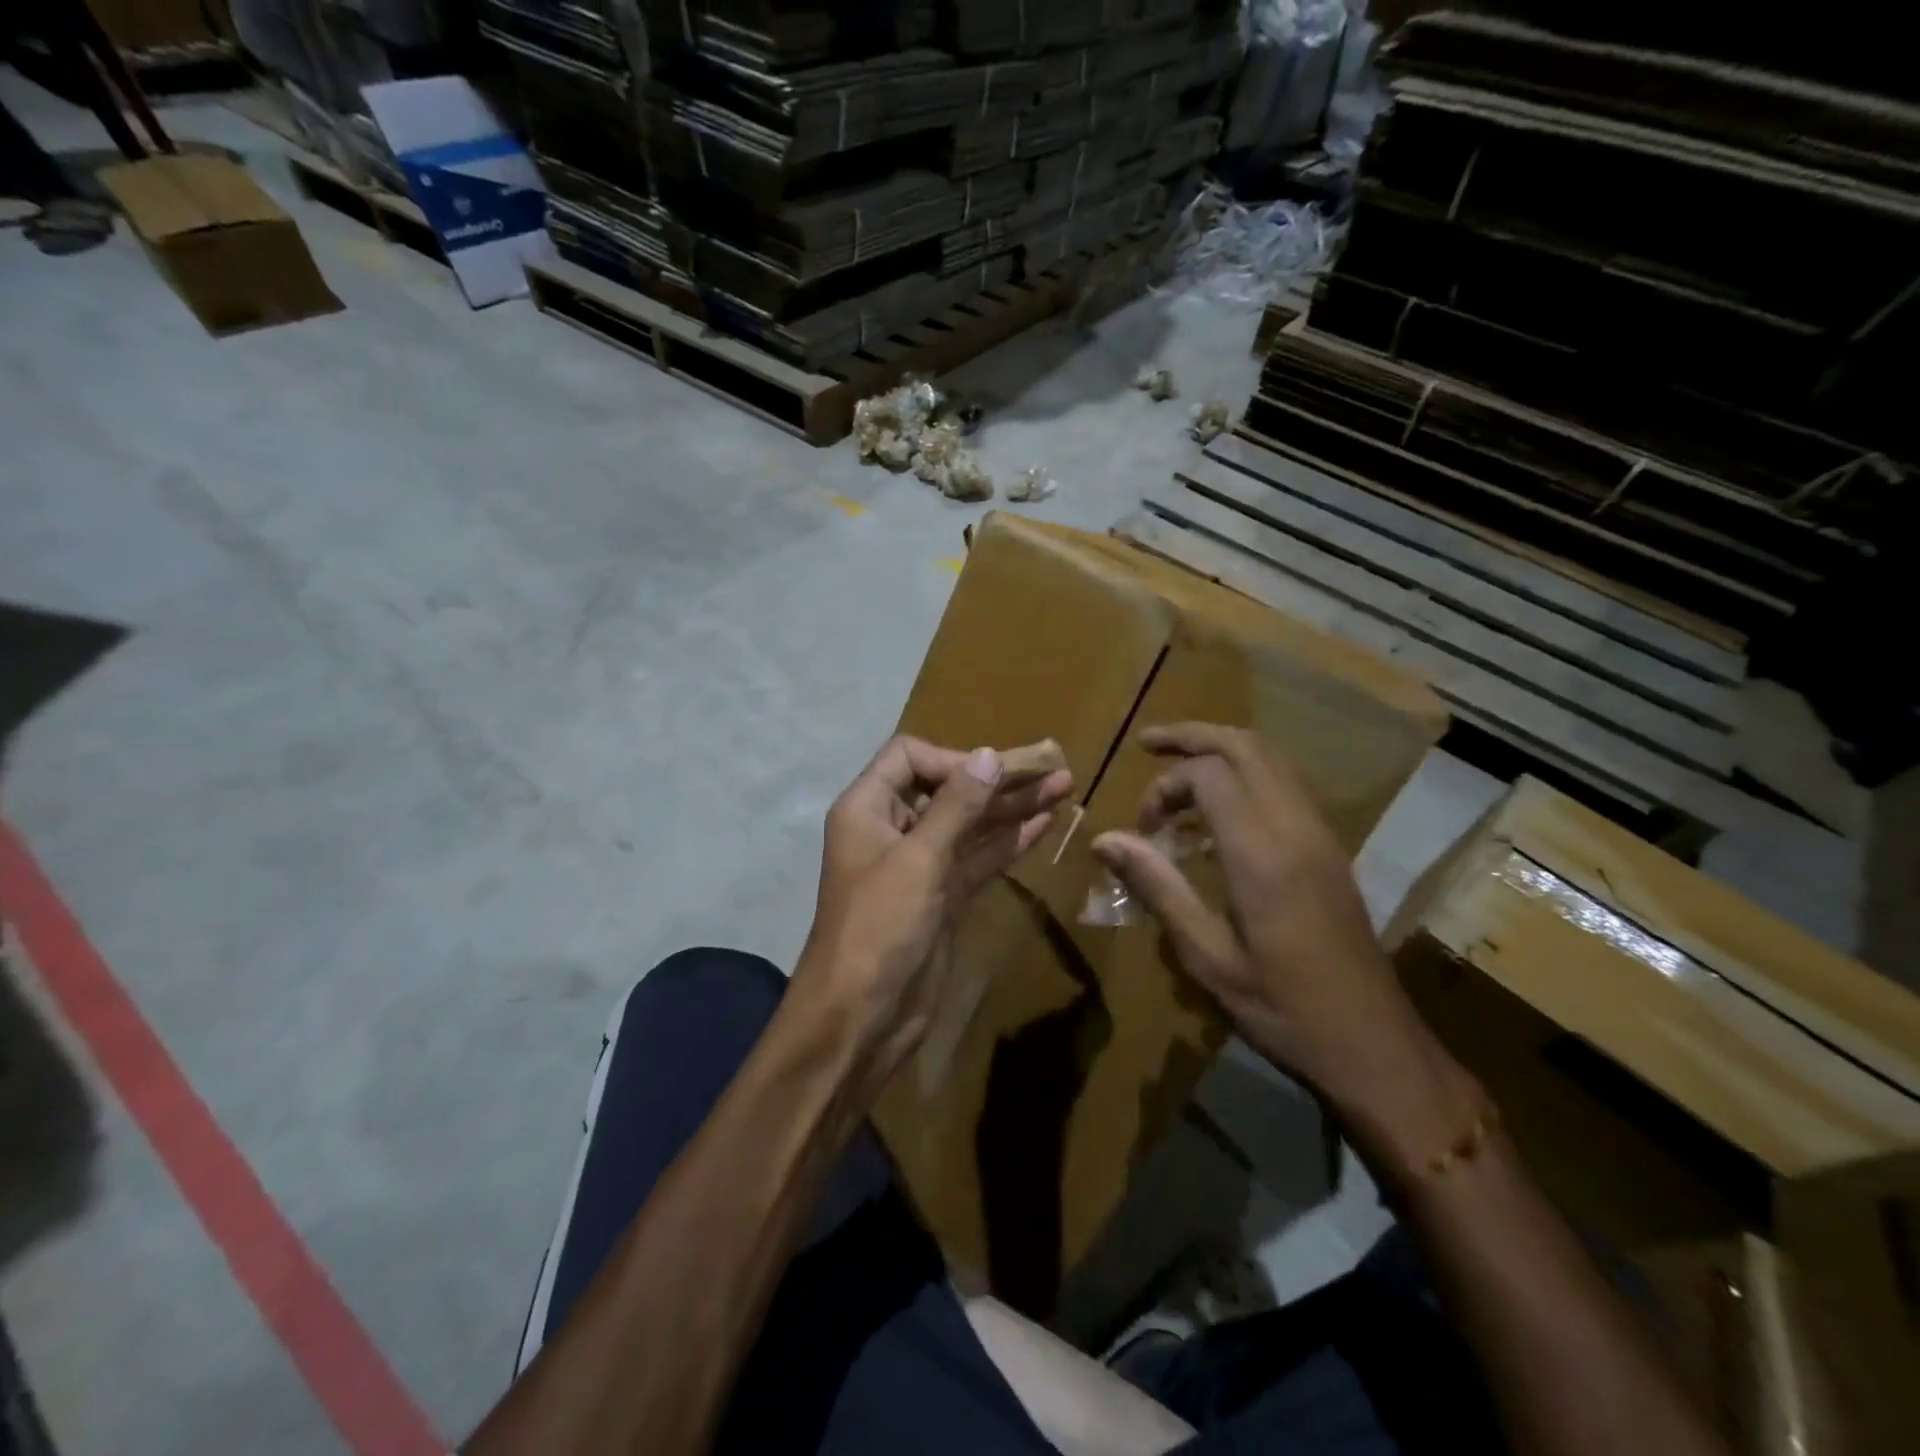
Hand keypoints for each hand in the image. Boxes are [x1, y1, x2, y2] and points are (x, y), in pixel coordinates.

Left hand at [797, 736, 1071, 1090]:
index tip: (993, 773)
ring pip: (969, 825)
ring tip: (1063, 787)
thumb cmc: (879, 928)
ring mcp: (919, 865)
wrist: (860, 1018)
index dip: (952, 759)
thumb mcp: (918, 860)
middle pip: (947, 789)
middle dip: (996, 779)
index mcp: (868, 809)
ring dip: (1012, 807)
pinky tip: (1044, 824)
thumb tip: (988, 755)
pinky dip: (1008, 842)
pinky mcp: (942, 896)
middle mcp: (892, 828)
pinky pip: (977, 859)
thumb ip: (956, 807)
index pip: (909, 757)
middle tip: (1052, 768)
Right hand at [1090, 723, 1480, 1182]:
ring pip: (1271, 759)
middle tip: (1149, 743)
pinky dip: (1247, 775)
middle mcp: (1295, 828)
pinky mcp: (1331, 848)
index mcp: (1262, 854)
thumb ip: (1157, 887)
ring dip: (1222, 752)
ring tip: (1179, 771)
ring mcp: (1320, 834)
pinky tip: (1220, 810)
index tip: (1143, 829)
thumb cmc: (1281, 1008)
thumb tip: (1104, 839)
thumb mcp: (1207, 956)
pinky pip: (1286, 785)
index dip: (1165, 786)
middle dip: (1193, 736)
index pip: (1209, 774)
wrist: (1374, 1043)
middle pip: (1246, 747)